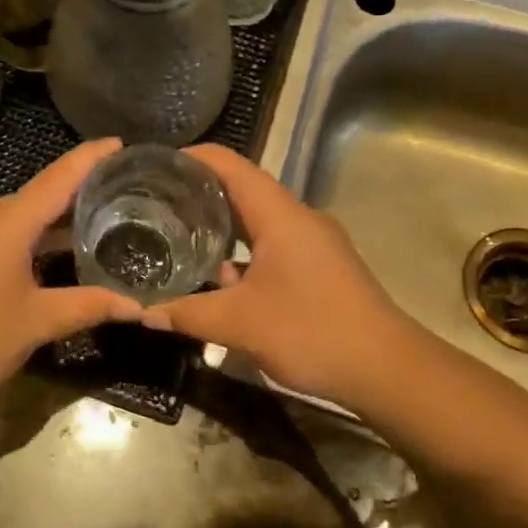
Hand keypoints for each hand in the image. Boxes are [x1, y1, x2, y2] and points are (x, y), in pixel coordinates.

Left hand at [0, 139, 141, 405]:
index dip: (89, 158)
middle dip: (76, 193)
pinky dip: (27, 237)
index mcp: (7, 223)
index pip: (58, 178)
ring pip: (16, 217)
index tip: (118, 142)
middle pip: (37, 195)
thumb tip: (137, 307)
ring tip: (90, 227)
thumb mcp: (36, 324)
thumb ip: (88, 306)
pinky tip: (45, 258)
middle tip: (118, 196)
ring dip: (51, 221)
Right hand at [140, 145, 413, 404]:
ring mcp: (312, 243)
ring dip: (219, 226)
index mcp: (279, 214)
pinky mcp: (319, 268)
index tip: (153, 167)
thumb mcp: (239, 324)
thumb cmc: (311, 331)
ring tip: (175, 236)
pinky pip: (270, 246)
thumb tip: (141, 313)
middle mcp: (297, 218)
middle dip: (197, 194)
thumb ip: (186, 314)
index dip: (190, 158)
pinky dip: (240, 253)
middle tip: (153, 205)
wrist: (386, 369)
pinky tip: (216, 279)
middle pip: (241, 190)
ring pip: (257, 222)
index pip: (229, 165)